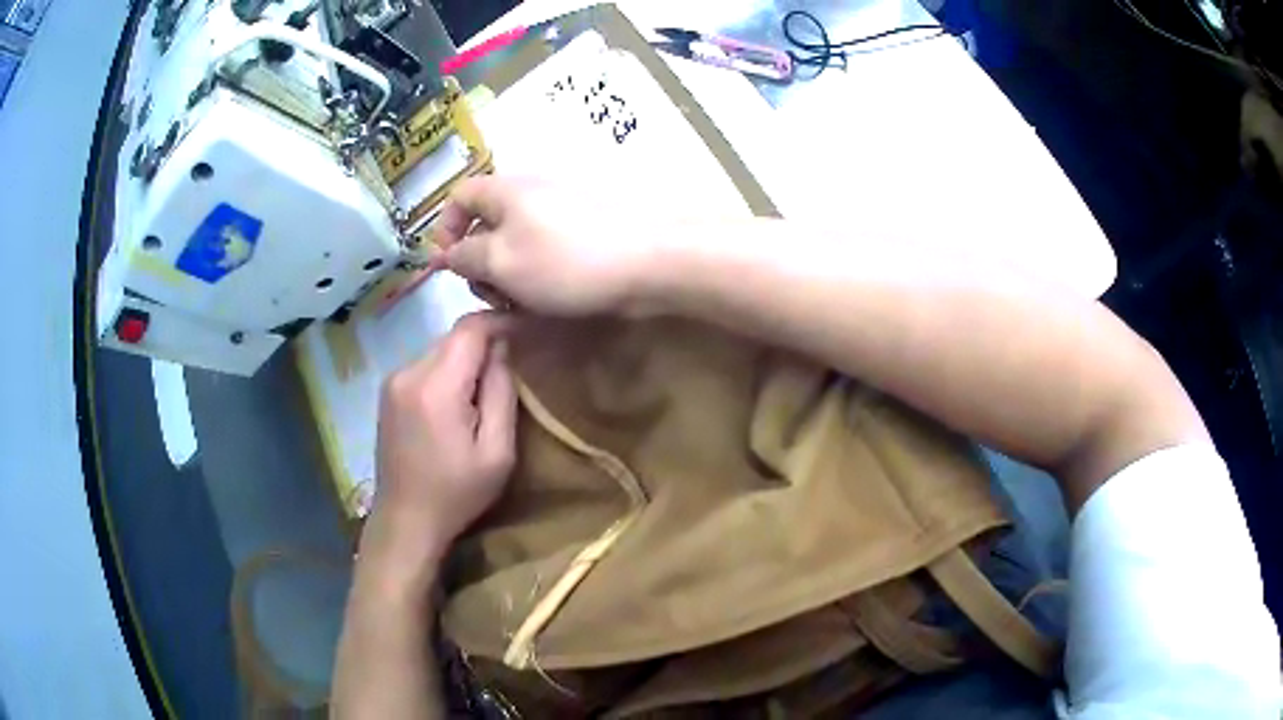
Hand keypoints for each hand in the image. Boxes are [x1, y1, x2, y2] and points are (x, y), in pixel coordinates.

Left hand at [370, 311, 516, 563]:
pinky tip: (457, 402)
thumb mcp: (497, 452)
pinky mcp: (388, 391)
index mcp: (436, 387)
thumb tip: (503, 347)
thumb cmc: (457, 493)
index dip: (501, 321)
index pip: (470, 329)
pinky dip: (447, 372)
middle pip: (453, 337)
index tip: (527, 329)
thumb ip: (501, 393)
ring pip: (439, 350)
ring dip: (465, 360)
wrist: (406, 520)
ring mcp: (393, 380)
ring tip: (485, 389)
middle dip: (484, 344)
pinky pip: (425, 365)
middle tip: (512, 367)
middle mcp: (408, 372)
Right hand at [431, 176, 662, 316]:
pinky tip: (547, 303)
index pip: (459, 196)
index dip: (445, 229)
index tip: (448, 267)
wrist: (649, 260)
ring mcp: (562, 212)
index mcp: (505, 190)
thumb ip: (465, 257)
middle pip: (487, 224)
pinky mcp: (585, 233)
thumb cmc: (563, 259)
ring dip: (509, 276)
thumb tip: (445, 253)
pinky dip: (538, 276)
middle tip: (492, 297)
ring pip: (517, 244)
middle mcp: (531, 193)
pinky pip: (546, 252)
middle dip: (480, 263)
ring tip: (521, 306)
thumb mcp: (500, 261)